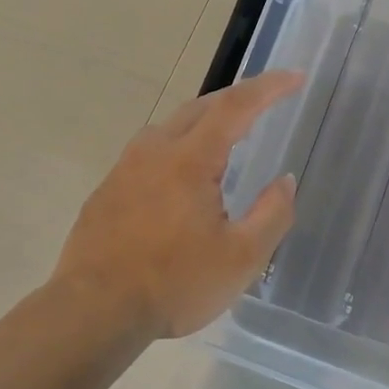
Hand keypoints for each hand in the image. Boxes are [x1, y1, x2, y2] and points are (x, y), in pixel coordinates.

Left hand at [53, 70, 303, 339]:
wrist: (93, 311)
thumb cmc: (174, 284)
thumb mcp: (241, 259)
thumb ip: (272, 214)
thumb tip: (285, 181)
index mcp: (190, 160)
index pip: (236, 107)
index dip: (268, 87)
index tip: (295, 77)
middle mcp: (154, 151)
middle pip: (200, 108)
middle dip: (236, 98)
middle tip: (264, 102)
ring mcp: (124, 169)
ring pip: (169, 128)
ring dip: (202, 122)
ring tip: (224, 137)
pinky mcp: (106, 191)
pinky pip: (148, 153)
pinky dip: (176, 148)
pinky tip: (179, 178)